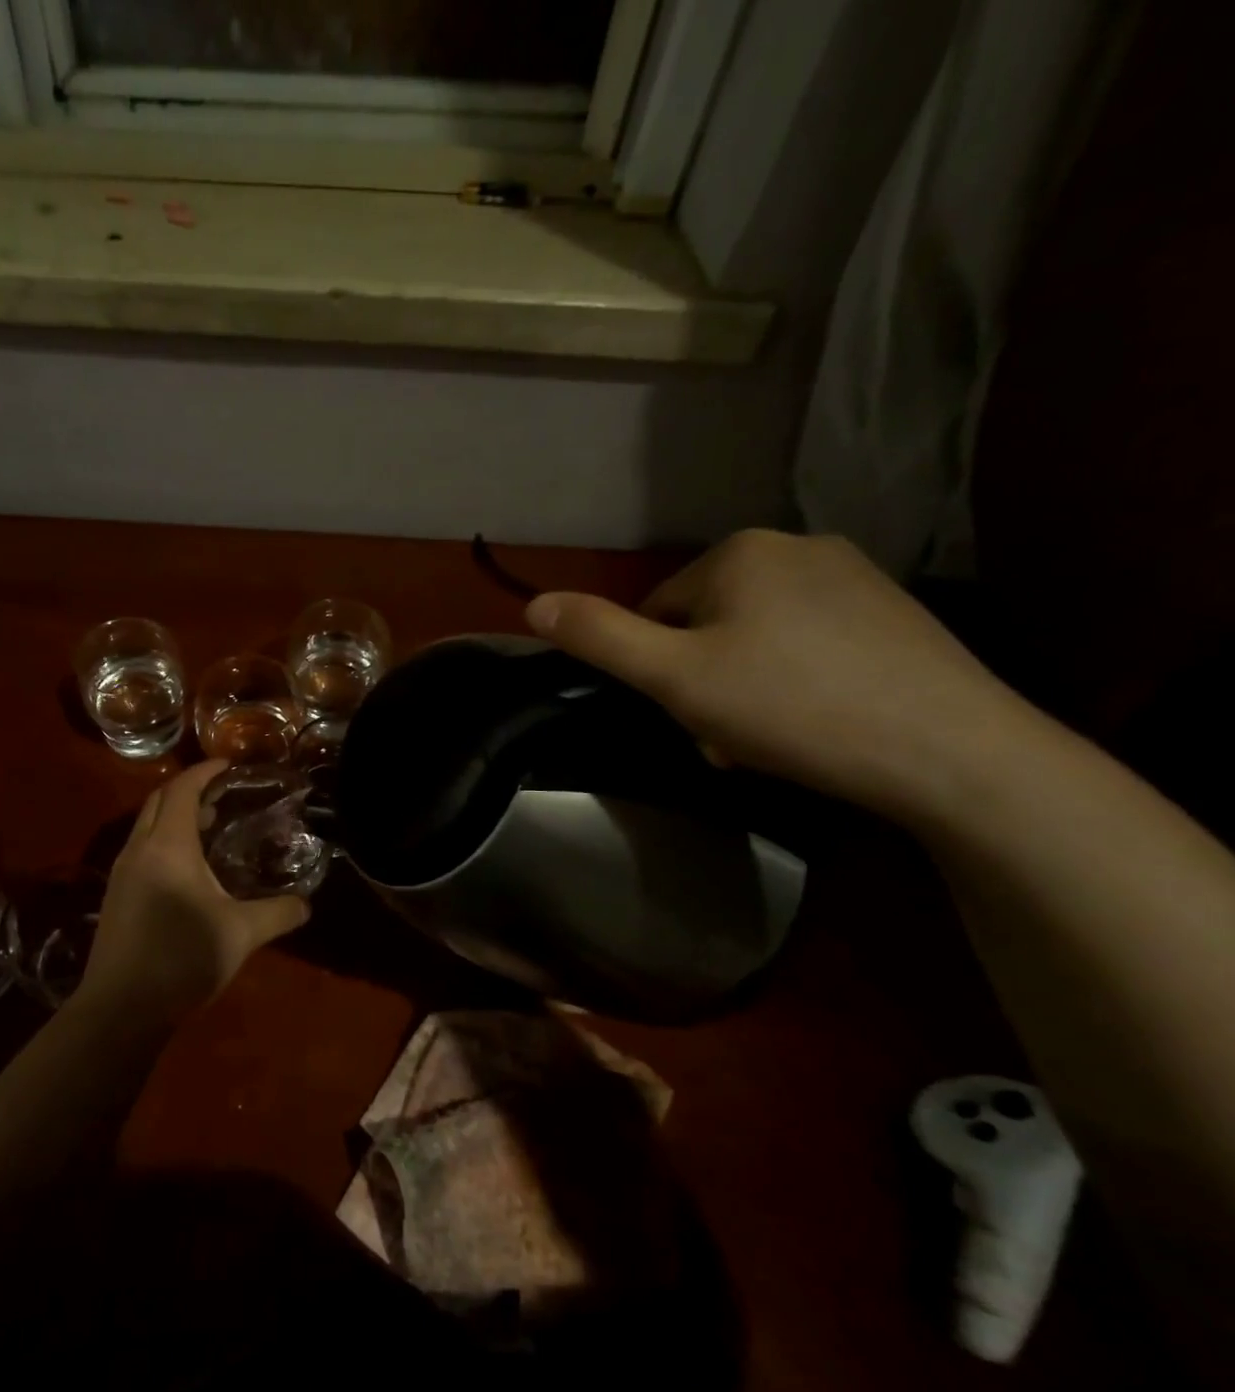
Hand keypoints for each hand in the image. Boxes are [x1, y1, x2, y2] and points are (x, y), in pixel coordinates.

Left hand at [80, 760, 309, 1018]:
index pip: (182, 789)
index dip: (205, 771)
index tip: (229, 765)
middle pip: (159, 800)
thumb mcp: (240, 934)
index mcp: (168, 845)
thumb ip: (278, 913)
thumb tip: (307, 904)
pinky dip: (163, 839)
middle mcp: (139, 848)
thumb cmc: (182, 958)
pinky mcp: (115, 895)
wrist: (121, 1008)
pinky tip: (187, 868)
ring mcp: (121, 872)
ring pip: (146, 825)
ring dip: (174, 815)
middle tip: (222, 795)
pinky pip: (141, 848)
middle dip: (188, 789)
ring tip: (209, 826)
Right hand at [525, 530, 1036, 822]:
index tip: (687, 714)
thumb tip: (533, 604)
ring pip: (755, 637)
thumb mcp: (674, 677)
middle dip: (703, 681)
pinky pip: (808, 643)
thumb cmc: (790, 707)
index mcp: (738, 553)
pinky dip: (795, 682)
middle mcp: (796, 546)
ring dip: (743, 688)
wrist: (950, 752)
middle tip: (728, 736)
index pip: (656, 611)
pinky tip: (816, 723)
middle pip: (706, 624)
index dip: (659, 670)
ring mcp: (855, 576)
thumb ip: (599, 637)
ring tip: (770, 739)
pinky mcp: (894, 613)